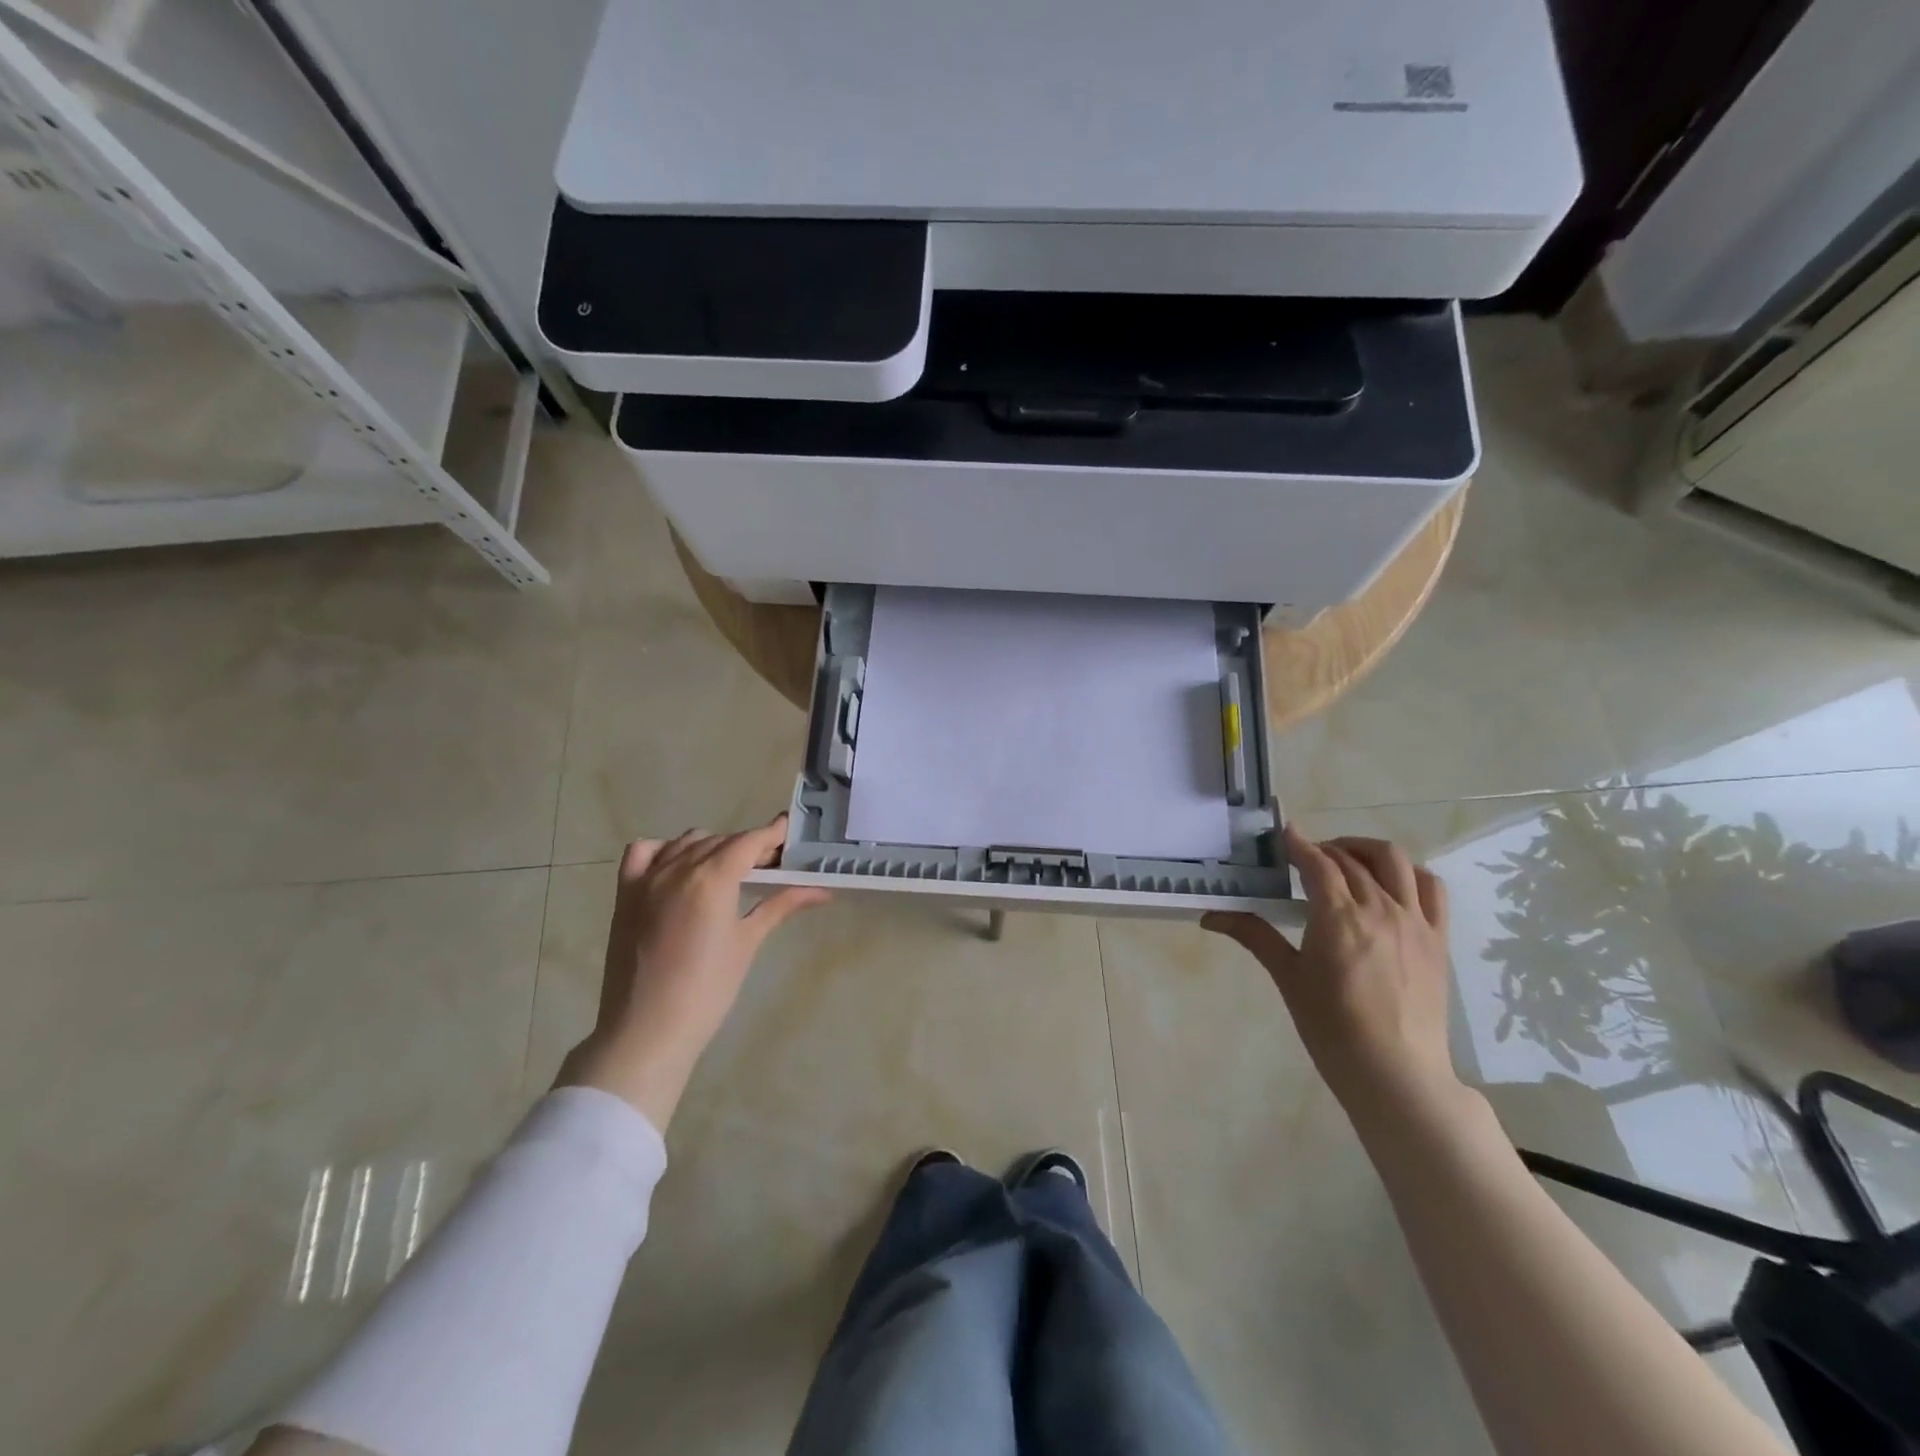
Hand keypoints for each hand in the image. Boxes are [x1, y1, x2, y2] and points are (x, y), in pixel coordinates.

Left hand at [556, 815, 828, 1128]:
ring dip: (713, 847)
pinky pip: (643, 852)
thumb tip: (821, 891)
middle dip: (749, 846)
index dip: (773, 835)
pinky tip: (678, 868)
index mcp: (712, 878)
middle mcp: (678, 867)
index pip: (749, 841)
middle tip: (771, 865)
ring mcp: (647, 878)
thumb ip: (780, 906)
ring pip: (687, 842)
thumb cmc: (707, 989)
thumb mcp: (747, 943)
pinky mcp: (625, 894)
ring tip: (730, 871)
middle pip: (722, 840)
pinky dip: (665, 850)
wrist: (647, 1030)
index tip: (791, 833)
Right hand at [1204, 825, 1460, 1120]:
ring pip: (1395, 861)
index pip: (1317, 862)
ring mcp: (1414, 921)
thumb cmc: (1331, 1028)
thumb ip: (1254, 935)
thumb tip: (1210, 916)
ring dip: (1365, 850)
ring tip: (1346, 860)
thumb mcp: (1288, 978)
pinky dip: (1410, 873)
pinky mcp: (1438, 938)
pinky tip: (1391, 882)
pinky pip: (1432, 888)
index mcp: (1338, 917)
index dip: (1297, 843)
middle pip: (1350, 859)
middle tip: (1301, 860)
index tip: (1282, 832)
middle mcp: (1379, 908)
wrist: (1395, 1073)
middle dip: (1323, 849)